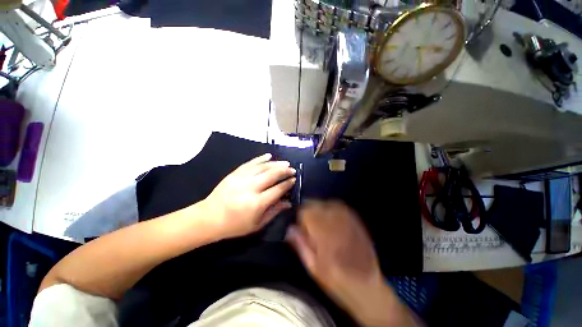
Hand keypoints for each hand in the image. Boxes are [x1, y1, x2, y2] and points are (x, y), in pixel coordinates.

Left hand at [203, 153, 295, 239]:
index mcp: (256, 203)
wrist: (208, 218)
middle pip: (272, 175)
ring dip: (276, 163)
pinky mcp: (234, 173)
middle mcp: (250, 188)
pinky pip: (250, 163)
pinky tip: (269, 156)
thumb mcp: (257, 224)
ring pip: (262, 167)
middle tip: (292, 169)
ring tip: (285, 163)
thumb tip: (288, 202)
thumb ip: (274, 212)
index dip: (287, 184)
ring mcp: (241, 178)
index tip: (294, 180)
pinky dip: (260, 158)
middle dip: (284, 171)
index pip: (277, 190)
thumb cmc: (234, 225)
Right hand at [287, 200, 417, 326]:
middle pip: (315, 204)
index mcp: (324, 232)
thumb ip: (300, 244)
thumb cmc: (336, 280)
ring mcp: (347, 218)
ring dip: (319, 209)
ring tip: (320, 223)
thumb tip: (290, 228)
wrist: (367, 286)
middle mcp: (335, 220)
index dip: (300, 218)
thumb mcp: (313, 267)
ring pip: (326, 203)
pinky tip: (330, 219)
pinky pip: (338, 206)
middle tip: (309, 226)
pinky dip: (330, 209)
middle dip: (309, 212)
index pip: (305, 212)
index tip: (300, 227)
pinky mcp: (355, 219)